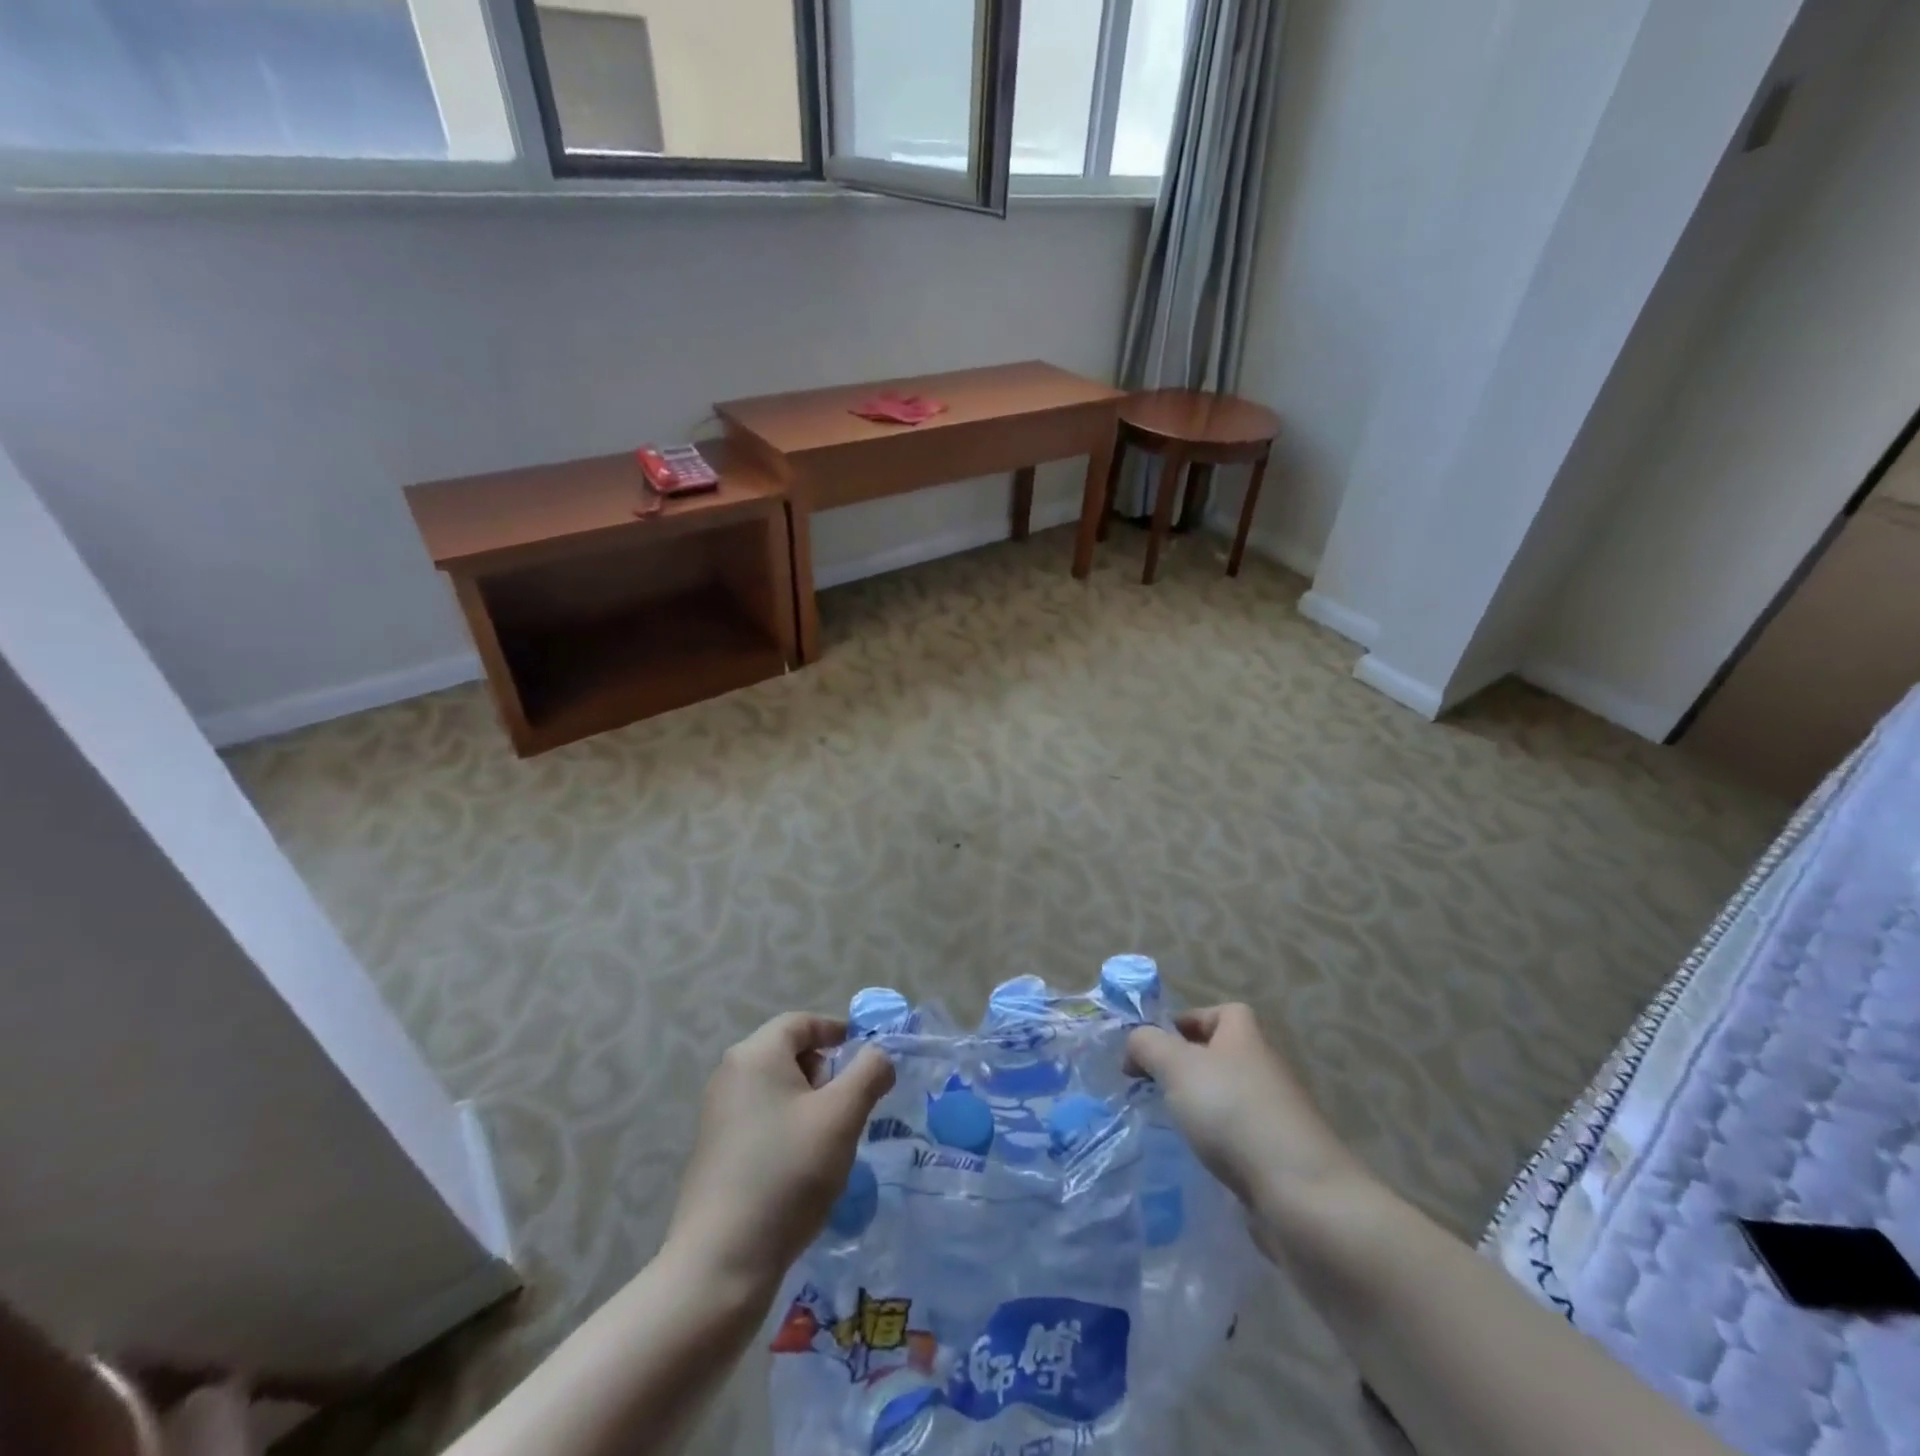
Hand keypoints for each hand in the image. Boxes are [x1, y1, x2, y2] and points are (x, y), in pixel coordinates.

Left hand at [665, 1014, 894, 1298]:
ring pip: (777, 1090)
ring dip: (810, 1105)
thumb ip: (868, 1073)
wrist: (721, 1264)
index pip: (802, 1023)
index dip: (837, 1032)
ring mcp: (718, 1115)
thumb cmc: (787, 1173)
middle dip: (826, 1073)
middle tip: (851, 1107)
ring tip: (832, 1142)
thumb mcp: (841, 1116)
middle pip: (789, 1054)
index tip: (867, 1059)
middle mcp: (730, 1075)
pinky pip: (762, 1120)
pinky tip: (803, 1170)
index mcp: (755, 1055)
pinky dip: (789, 1129)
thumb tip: (879, 1055)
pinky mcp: (715, 1152)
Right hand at [1126, 1004, 1364, 1223]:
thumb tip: (1136, 1043)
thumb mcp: (1176, 1065)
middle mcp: (1264, 1068)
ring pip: (1227, 1098)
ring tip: (1170, 1124)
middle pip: (1220, 1056)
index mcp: (1245, 1036)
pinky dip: (1217, 1144)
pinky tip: (1199, 1158)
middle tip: (1152, 1087)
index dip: (1187, 1021)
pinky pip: (1238, 1137)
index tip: (1155, 1046)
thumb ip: (1147, 1045)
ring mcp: (1275, 1114)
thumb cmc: (1233, 1112)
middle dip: (1185, 1068)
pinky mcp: (1278, 1156)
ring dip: (1199, 1108)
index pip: (1220, 1012)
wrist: (1300, 1194)